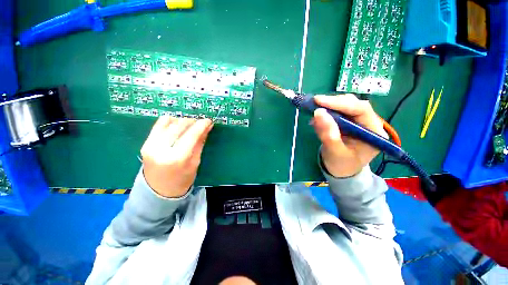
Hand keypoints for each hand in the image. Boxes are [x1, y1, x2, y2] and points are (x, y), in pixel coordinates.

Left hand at [140, 116, 212, 197]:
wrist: (158, 191)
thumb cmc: (182, 180)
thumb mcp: (195, 163)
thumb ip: (200, 143)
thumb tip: (207, 127)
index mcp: (177, 158)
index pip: (191, 135)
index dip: (201, 125)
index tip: (209, 121)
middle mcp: (161, 149)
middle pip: (180, 126)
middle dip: (193, 122)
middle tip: (201, 124)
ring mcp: (150, 145)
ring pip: (169, 122)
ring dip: (182, 121)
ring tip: (189, 126)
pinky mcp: (146, 143)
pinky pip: (159, 124)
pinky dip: (170, 122)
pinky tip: (177, 126)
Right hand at [312, 94, 387, 177]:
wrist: (341, 171)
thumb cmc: (341, 166)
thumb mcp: (334, 152)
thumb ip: (328, 134)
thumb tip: (318, 112)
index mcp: (373, 132)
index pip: (360, 109)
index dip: (340, 103)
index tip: (319, 101)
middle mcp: (368, 123)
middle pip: (353, 104)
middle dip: (333, 103)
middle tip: (315, 104)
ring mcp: (358, 122)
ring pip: (344, 106)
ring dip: (328, 106)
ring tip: (315, 112)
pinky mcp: (348, 123)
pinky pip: (337, 112)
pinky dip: (326, 112)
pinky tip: (317, 118)